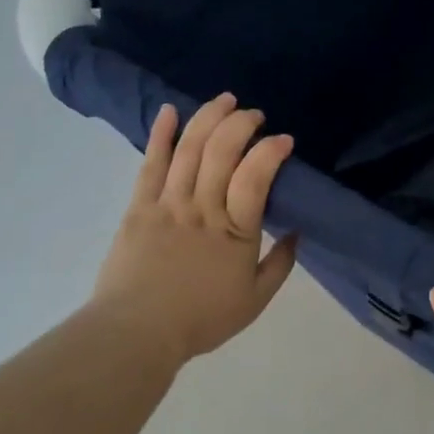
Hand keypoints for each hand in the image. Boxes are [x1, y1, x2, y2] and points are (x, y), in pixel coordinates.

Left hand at [89, 94, 298, 371]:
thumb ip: (280, 264)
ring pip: (190, 150)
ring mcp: (168, 204)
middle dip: (241, 124)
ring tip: (224, 100)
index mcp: (236, 232)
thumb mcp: (255, 300)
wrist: (136, 333)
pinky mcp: (139, 207)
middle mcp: (203, 208)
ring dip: (208, 118)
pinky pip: (151, 164)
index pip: (256, 176)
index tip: (284, 140)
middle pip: (222, 152)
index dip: (271, 151)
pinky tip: (170, 111)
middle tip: (254, 114)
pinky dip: (161, 135)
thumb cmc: (201, 319)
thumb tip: (296, 232)